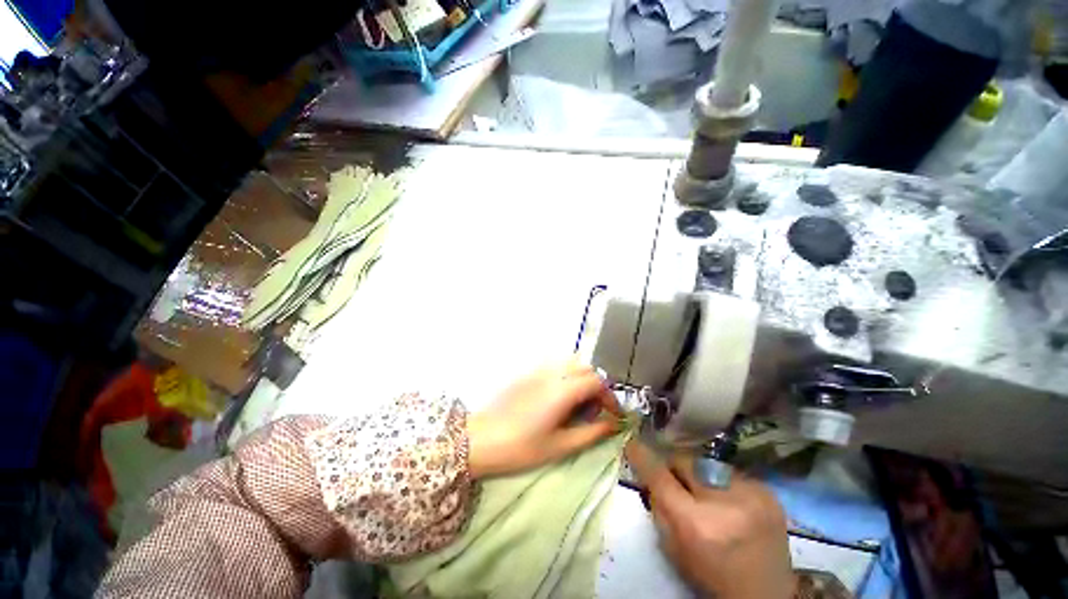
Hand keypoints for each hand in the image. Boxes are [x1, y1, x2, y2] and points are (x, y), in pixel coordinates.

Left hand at [467, 359, 620, 477]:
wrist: (482, 439)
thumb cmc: (522, 447)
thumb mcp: (560, 446)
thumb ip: (591, 433)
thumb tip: (612, 425)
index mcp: (563, 391)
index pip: (597, 382)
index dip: (610, 397)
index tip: (613, 415)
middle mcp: (553, 373)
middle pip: (585, 368)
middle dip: (596, 386)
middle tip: (593, 410)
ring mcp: (538, 370)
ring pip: (569, 362)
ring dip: (581, 377)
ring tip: (577, 401)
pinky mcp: (528, 372)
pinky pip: (554, 365)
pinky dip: (565, 374)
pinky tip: (558, 395)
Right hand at [626, 440, 794, 598]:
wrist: (764, 595)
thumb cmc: (710, 575)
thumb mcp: (672, 547)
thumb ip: (657, 505)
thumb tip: (647, 471)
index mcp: (695, 523)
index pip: (660, 475)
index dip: (643, 456)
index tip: (632, 444)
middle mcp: (724, 502)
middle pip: (684, 461)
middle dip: (676, 469)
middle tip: (678, 484)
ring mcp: (751, 494)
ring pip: (707, 463)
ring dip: (701, 477)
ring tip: (709, 499)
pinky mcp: (768, 493)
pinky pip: (731, 473)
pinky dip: (724, 483)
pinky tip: (731, 504)